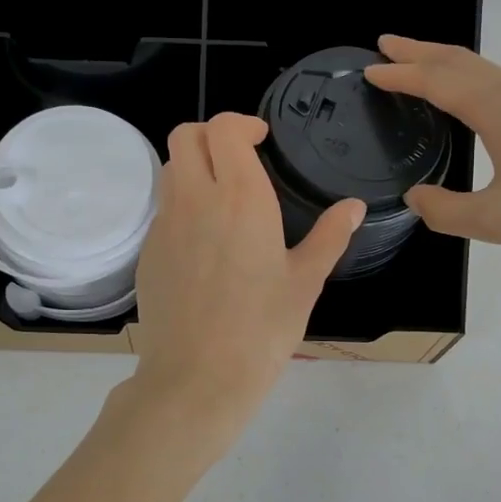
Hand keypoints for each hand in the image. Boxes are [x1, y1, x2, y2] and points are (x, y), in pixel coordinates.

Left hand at [132, 113, 364, 426]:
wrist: (196, 377)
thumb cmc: (261, 330)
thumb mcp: (305, 282)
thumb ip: (329, 237)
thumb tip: (353, 206)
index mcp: (240, 197)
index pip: (224, 128)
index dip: (241, 124)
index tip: (261, 140)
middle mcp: (195, 199)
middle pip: (185, 135)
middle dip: (211, 134)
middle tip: (238, 158)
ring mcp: (165, 224)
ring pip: (170, 169)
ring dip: (194, 165)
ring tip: (222, 196)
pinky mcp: (147, 251)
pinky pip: (162, 208)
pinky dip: (182, 204)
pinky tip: (205, 241)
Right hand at [364, 35, 500, 268]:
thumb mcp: (498, 222)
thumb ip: (446, 210)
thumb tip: (417, 197)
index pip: (439, 81)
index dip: (401, 73)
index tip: (371, 68)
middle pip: (463, 61)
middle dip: (421, 51)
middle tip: (387, 44)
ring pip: (488, 71)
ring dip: (449, 65)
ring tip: (422, 68)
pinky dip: (474, 82)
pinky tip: (475, 102)